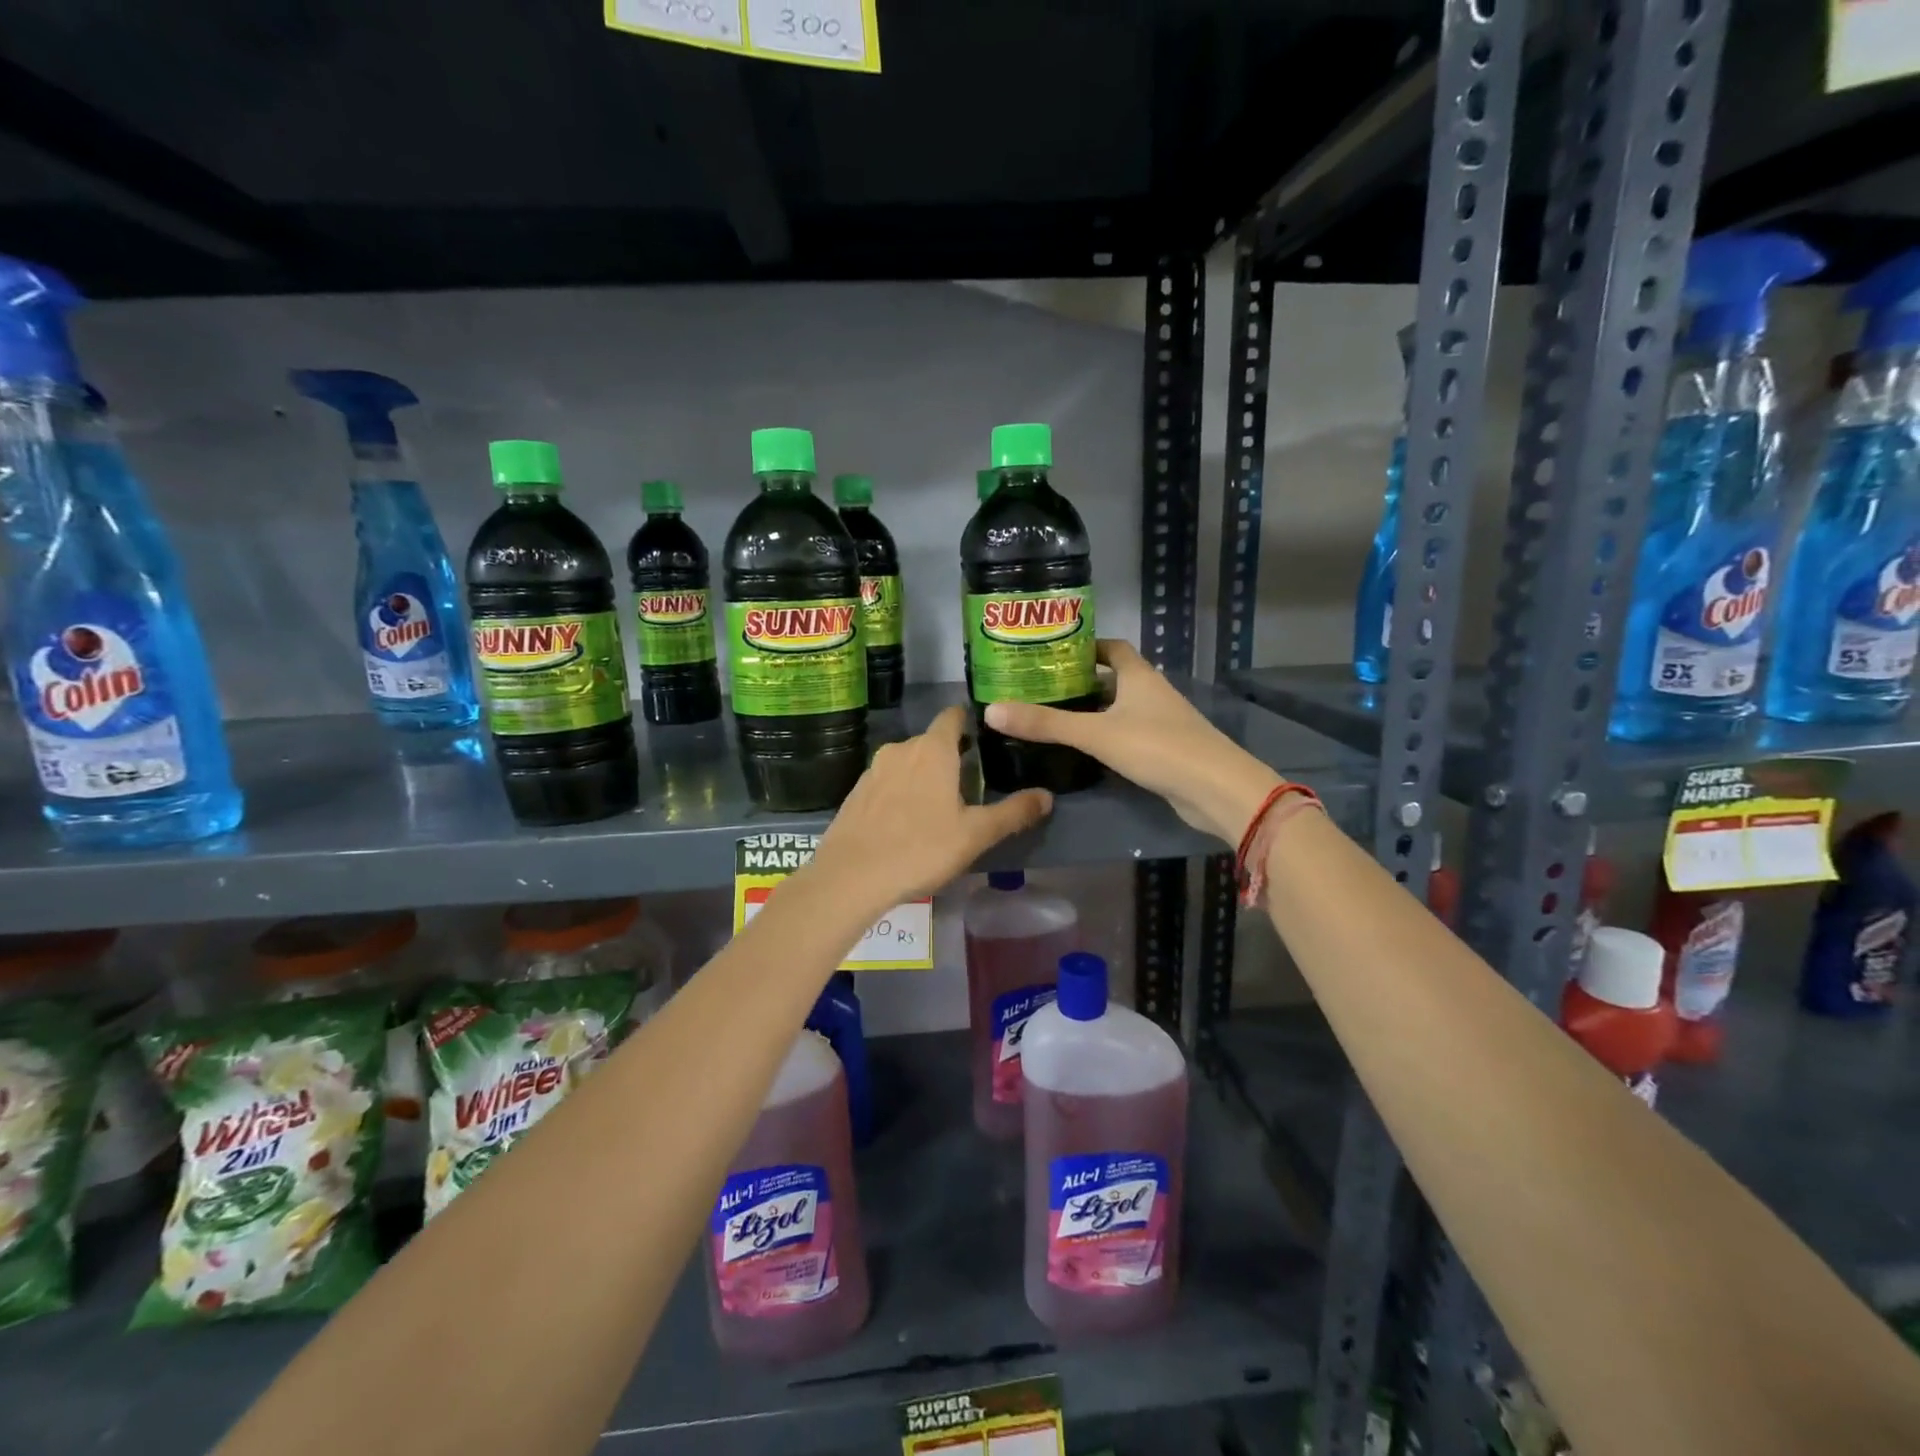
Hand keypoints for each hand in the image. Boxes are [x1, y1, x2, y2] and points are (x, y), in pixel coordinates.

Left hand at [811, 705, 1052, 910]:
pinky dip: (902, 792)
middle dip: (952, 757)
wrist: (850, 877)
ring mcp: (874, 769)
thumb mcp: (975, 835)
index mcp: (932, 749)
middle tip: (972, 786)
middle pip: (932, 742)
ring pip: (908, 763)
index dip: (971, 722)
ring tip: (941, 807)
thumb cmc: (920, 849)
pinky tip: (907, 822)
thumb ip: (1013, 813)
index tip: (988, 739)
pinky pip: (888, 782)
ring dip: (925, 776)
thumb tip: (1047, 796)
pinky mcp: (856, 792)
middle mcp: (901, 749)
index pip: (953, 716)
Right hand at [984, 639, 1280, 844]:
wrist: (1214, 788)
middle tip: (1042, 688)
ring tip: (1054, 716)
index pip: (1112, 647)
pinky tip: (1085, 748)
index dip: (1086, 646)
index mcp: (1139, 676)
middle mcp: (1152, 692)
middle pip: (1114, 677)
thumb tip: (992, 710)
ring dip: (1093, 710)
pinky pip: (1129, 733)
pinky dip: (1107, 734)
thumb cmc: (1157, 747)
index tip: (1053, 653)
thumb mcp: (1095, 734)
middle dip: (1081, 681)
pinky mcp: (1165, 749)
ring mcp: (1161, 722)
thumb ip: (1046, 724)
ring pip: (1121, 708)